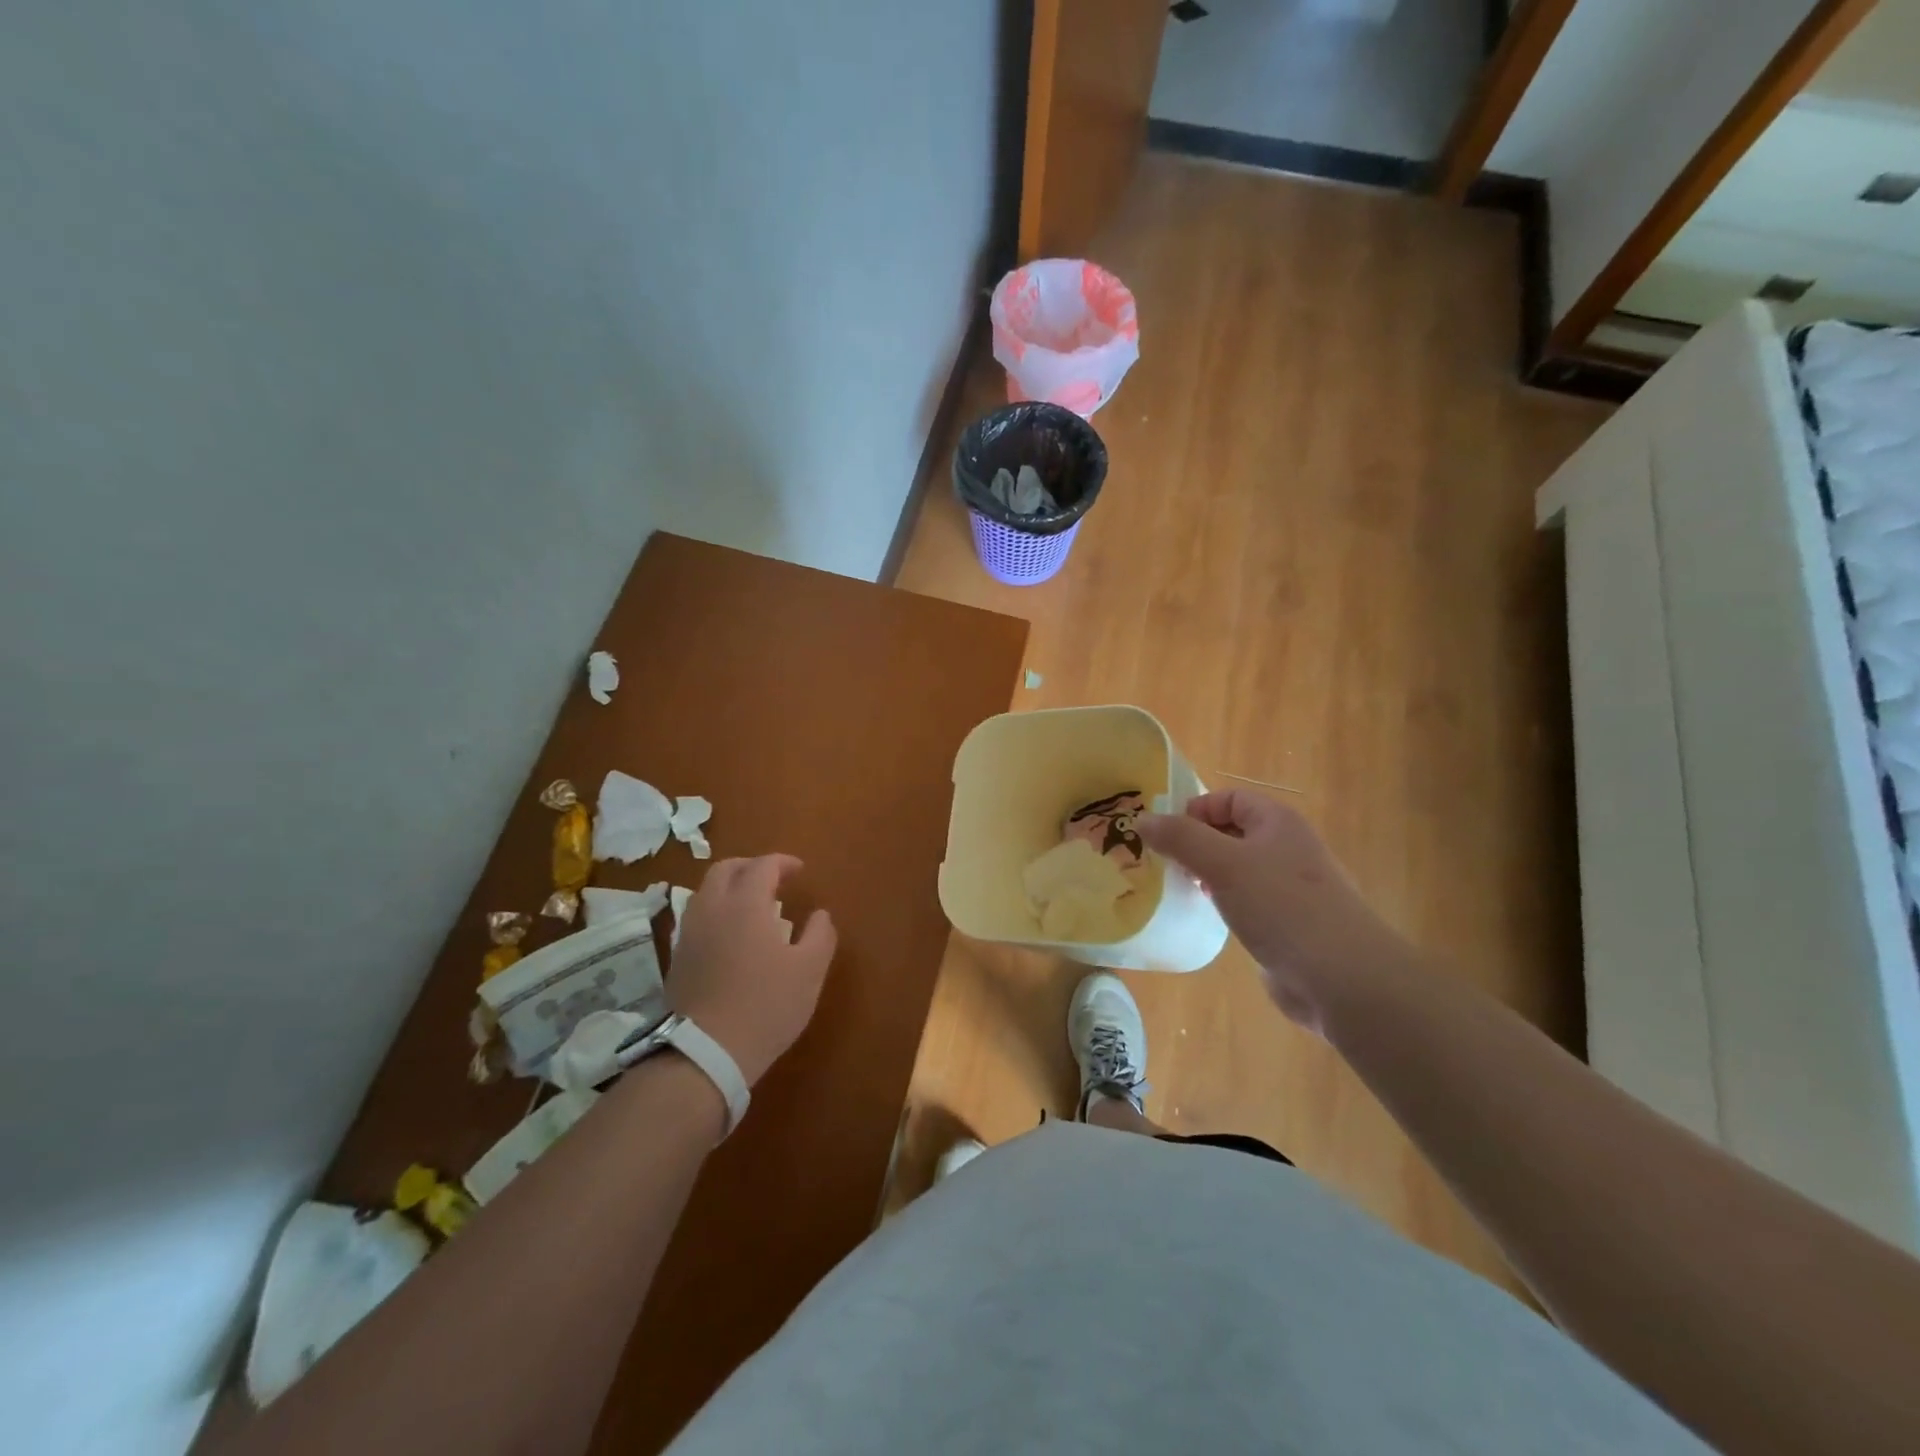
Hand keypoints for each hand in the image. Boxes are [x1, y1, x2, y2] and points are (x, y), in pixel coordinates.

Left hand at [667, 855, 836, 1086]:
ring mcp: (689, 933)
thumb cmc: (766, 1006)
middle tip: (773, 879)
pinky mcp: (677, 958)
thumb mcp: (810, 971)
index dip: (783, 862)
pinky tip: (731, 935)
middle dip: (750, 866)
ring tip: (752, 906)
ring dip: (730, 888)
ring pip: (705, 892)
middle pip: (725, 869)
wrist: (705, 1053)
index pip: (762, 866)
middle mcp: (712, 908)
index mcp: (746, 903)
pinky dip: (716, 911)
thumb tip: (820, 915)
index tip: (800, 871)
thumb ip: (820, 935)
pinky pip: (697, 917)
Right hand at [1138, 791, 1406, 1031]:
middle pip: (1232, 831)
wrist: (1342, 978)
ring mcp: (1291, 888)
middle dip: (1196, 844)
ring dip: (1208, 875)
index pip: (1229, 798)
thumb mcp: (1222, 864)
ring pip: (1238, 868)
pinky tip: (1211, 919)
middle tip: (1165, 864)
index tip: (1166, 837)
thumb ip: (1180, 838)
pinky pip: (1248, 901)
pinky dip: (1225, 903)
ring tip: (1181, 890)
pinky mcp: (1289, 924)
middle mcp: (1287, 848)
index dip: (1195, 810)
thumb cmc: (1281, 907)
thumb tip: (1142, 819)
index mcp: (1277, 822)